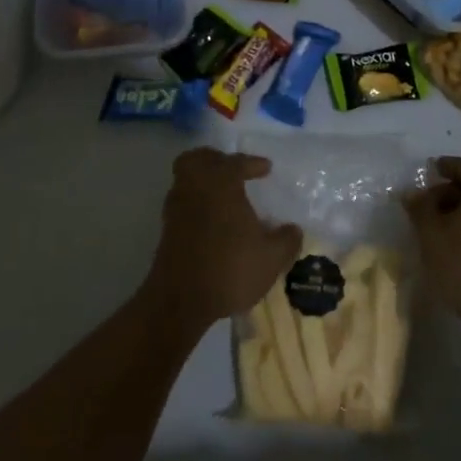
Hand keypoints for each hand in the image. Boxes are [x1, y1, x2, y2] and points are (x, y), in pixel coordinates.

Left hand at [144, 148, 301, 331]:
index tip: (266, 169)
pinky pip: (181, 202)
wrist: (180, 301)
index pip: (236, 162)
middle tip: (233, 170)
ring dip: (202, 181)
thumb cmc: (230, 270)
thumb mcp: (271, 258)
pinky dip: (195, 202)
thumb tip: (294, 229)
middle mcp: (196, 188)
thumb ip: (287, 240)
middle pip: (198, 159)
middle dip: (215, 160)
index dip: (253, 163)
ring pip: (185, 179)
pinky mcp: (166, 230)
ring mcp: (177, 208)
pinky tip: (211, 220)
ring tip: (223, 196)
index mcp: (222, 185)